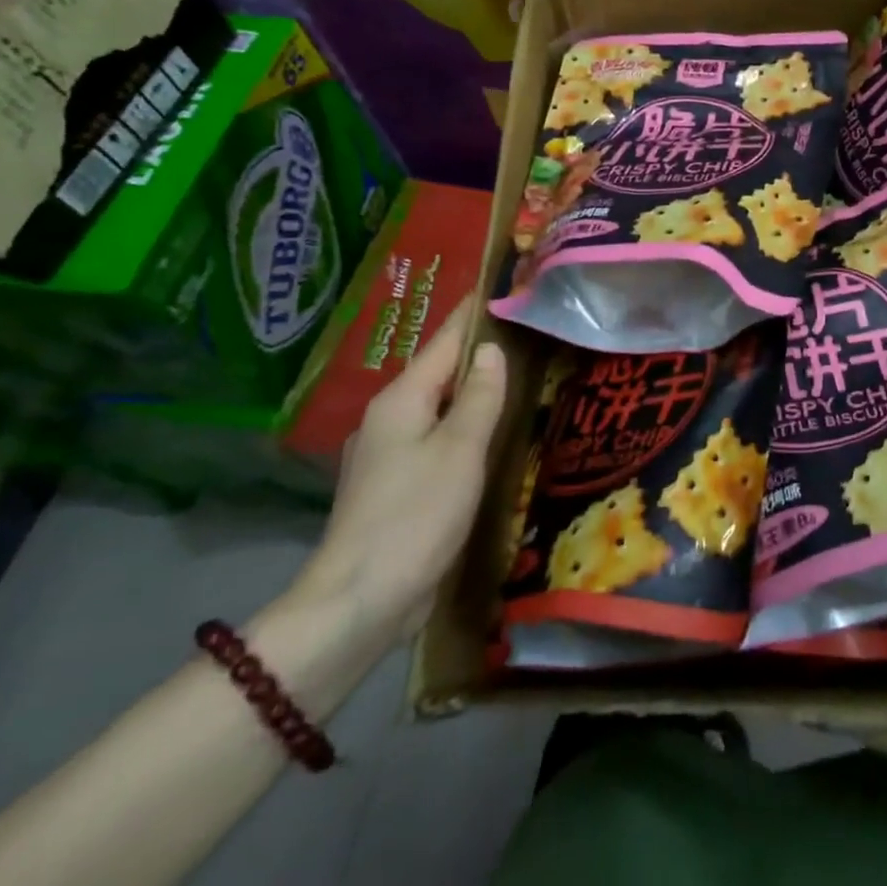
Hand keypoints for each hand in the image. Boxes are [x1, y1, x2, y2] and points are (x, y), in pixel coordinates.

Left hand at [292, 296, 507, 644]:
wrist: (359, 603)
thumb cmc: (416, 515)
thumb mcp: (460, 450)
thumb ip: (479, 396)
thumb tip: (491, 349)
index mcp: (402, 399)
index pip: (446, 339)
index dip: (475, 311)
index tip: (504, 283)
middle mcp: (389, 418)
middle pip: (440, 371)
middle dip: (479, 349)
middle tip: (527, 331)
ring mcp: (387, 454)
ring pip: (439, 407)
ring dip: (472, 390)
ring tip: (517, 377)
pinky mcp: (394, 487)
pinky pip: (436, 439)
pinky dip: (463, 427)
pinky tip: (489, 436)